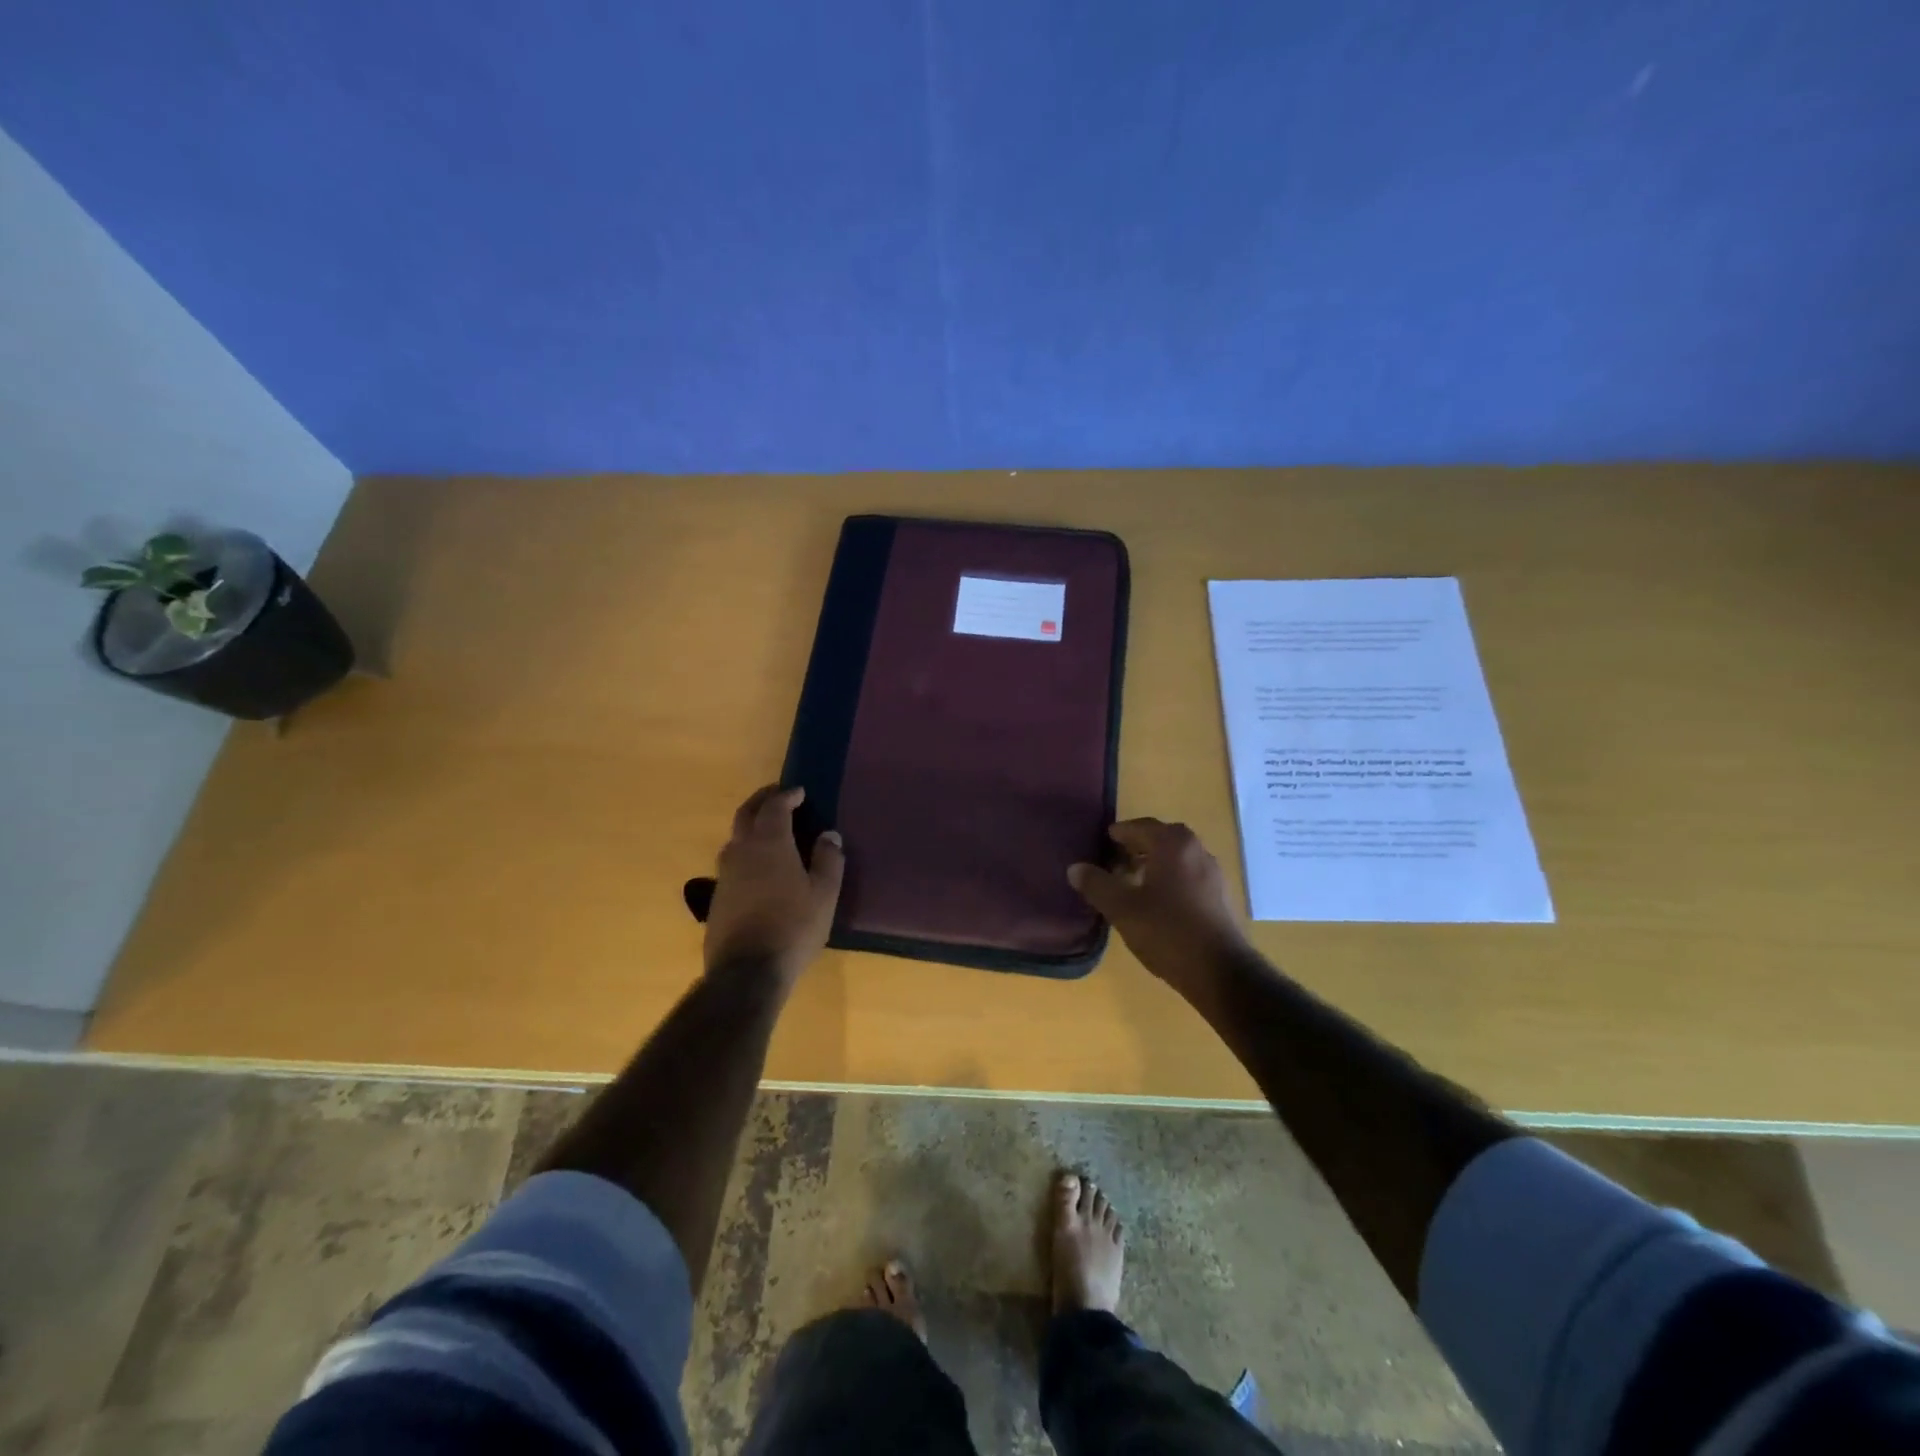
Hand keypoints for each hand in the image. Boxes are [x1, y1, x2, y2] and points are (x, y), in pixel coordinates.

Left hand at [704, 785, 844, 984]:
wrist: (747, 971)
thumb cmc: (793, 927)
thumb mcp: (824, 894)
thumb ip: (828, 860)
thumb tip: (829, 835)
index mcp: (770, 843)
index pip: (775, 807)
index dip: (787, 795)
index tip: (799, 791)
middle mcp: (741, 851)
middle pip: (746, 814)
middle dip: (761, 801)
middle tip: (776, 796)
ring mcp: (724, 875)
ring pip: (734, 839)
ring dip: (750, 827)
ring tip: (767, 831)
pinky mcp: (717, 898)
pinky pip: (731, 863)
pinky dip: (744, 853)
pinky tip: (757, 869)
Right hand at [1068, 819, 1252, 997]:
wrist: (1220, 971)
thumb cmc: (1167, 931)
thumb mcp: (1122, 908)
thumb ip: (1096, 884)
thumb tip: (1075, 868)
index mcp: (1174, 844)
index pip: (1141, 826)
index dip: (1119, 833)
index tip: (1102, 842)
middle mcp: (1197, 850)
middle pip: (1161, 840)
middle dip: (1136, 848)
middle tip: (1113, 862)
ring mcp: (1213, 874)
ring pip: (1176, 859)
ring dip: (1153, 865)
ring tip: (1130, 884)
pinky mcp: (1220, 897)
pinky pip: (1188, 877)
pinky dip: (1169, 880)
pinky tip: (1155, 904)